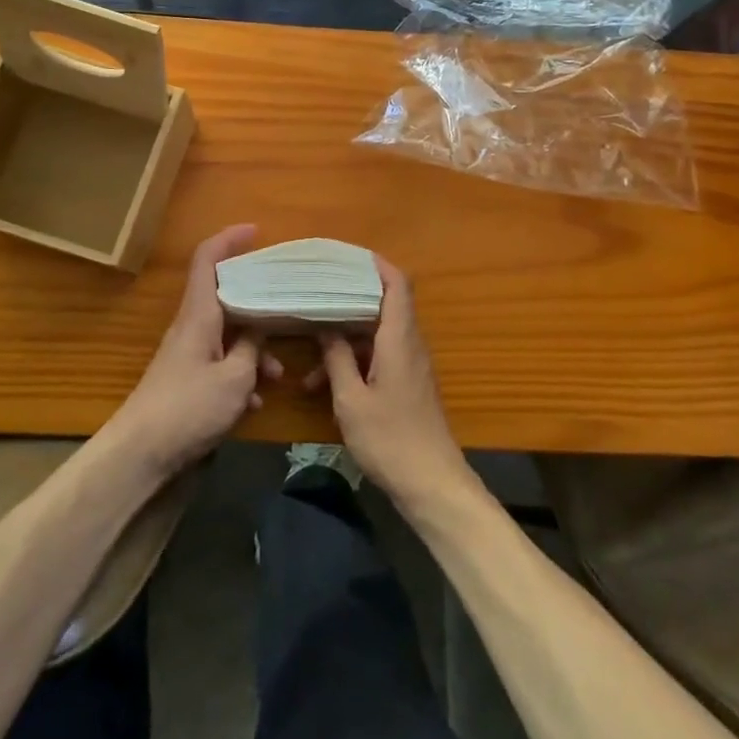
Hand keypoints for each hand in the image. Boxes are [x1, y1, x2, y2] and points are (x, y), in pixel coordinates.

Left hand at [112, 225, 280, 480]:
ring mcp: (189, 353)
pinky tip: (256, 402)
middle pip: (225, 295)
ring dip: (255, 347)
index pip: (207, 260)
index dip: (229, 239)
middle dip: (257, 300)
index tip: (255, 231)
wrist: (140, 454)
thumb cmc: (188, 408)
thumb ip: (252, 348)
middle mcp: (192, 326)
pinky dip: (242, 374)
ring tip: (278, 374)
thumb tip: (260, 329)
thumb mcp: (235, 378)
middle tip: (286, 303)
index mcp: (199, 314)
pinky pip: (222, 362)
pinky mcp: (188, 380)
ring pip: (229, 333)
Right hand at [310, 258, 470, 507]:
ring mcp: (409, 365)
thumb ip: (337, 358)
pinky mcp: (406, 384)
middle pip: (383, 305)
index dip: (376, 264)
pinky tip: (323, 384)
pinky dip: (353, 362)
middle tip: (316, 293)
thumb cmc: (390, 438)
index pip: (397, 284)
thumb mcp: (351, 399)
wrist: (430, 483)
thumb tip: (325, 326)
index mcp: (399, 338)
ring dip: (345, 340)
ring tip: (308, 356)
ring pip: (376, 336)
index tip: (347, 255)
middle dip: (349, 299)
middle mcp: (408, 344)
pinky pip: (378, 357)